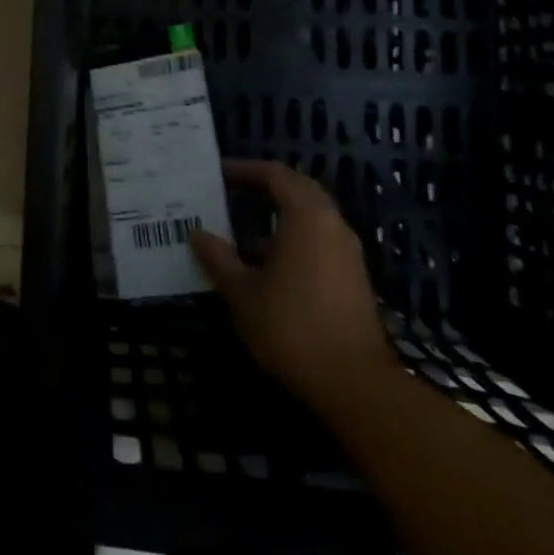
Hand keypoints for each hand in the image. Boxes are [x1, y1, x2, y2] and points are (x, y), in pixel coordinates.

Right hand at [191, 159, 396, 409]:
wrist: (355, 384)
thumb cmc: (292, 327)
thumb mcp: (242, 293)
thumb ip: (218, 258)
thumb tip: (197, 234)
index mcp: (307, 216)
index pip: (276, 174)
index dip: (245, 169)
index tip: (218, 174)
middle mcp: (332, 225)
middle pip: (298, 190)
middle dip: (264, 188)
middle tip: (230, 193)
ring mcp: (347, 253)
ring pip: (310, 219)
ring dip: (277, 219)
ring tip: (240, 236)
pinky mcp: (353, 279)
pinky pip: (319, 243)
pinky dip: (292, 242)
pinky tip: (266, 269)